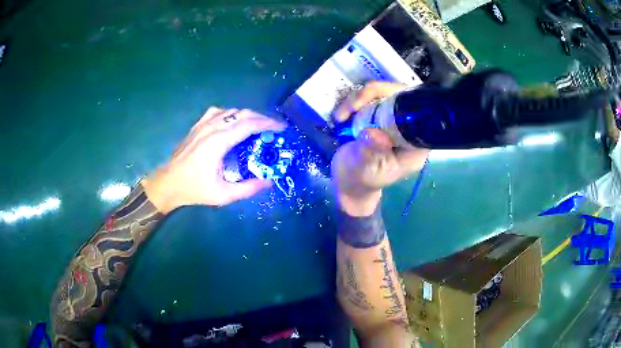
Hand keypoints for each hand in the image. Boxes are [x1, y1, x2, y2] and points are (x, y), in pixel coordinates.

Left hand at [142, 108, 285, 213]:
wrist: (168, 183)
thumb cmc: (194, 189)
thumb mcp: (223, 195)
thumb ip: (248, 188)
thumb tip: (269, 182)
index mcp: (219, 141)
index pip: (249, 124)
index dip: (268, 124)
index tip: (282, 128)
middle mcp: (212, 127)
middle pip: (242, 114)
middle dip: (262, 118)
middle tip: (273, 128)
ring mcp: (203, 124)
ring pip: (231, 111)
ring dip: (247, 116)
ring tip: (257, 126)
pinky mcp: (197, 126)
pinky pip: (218, 112)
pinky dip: (231, 114)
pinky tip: (233, 123)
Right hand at [332, 82, 428, 216]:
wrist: (347, 181)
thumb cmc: (358, 179)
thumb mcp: (362, 168)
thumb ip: (370, 152)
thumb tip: (376, 134)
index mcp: (414, 148)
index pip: (418, 116)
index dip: (400, 102)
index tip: (373, 104)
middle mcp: (410, 131)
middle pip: (402, 97)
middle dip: (374, 95)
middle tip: (351, 108)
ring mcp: (396, 122)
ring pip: (386, 93)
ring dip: (360, 98)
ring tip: (341, 116)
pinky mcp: (383, 116)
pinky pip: (374, 98)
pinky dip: (356, 101)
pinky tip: (343, 115)